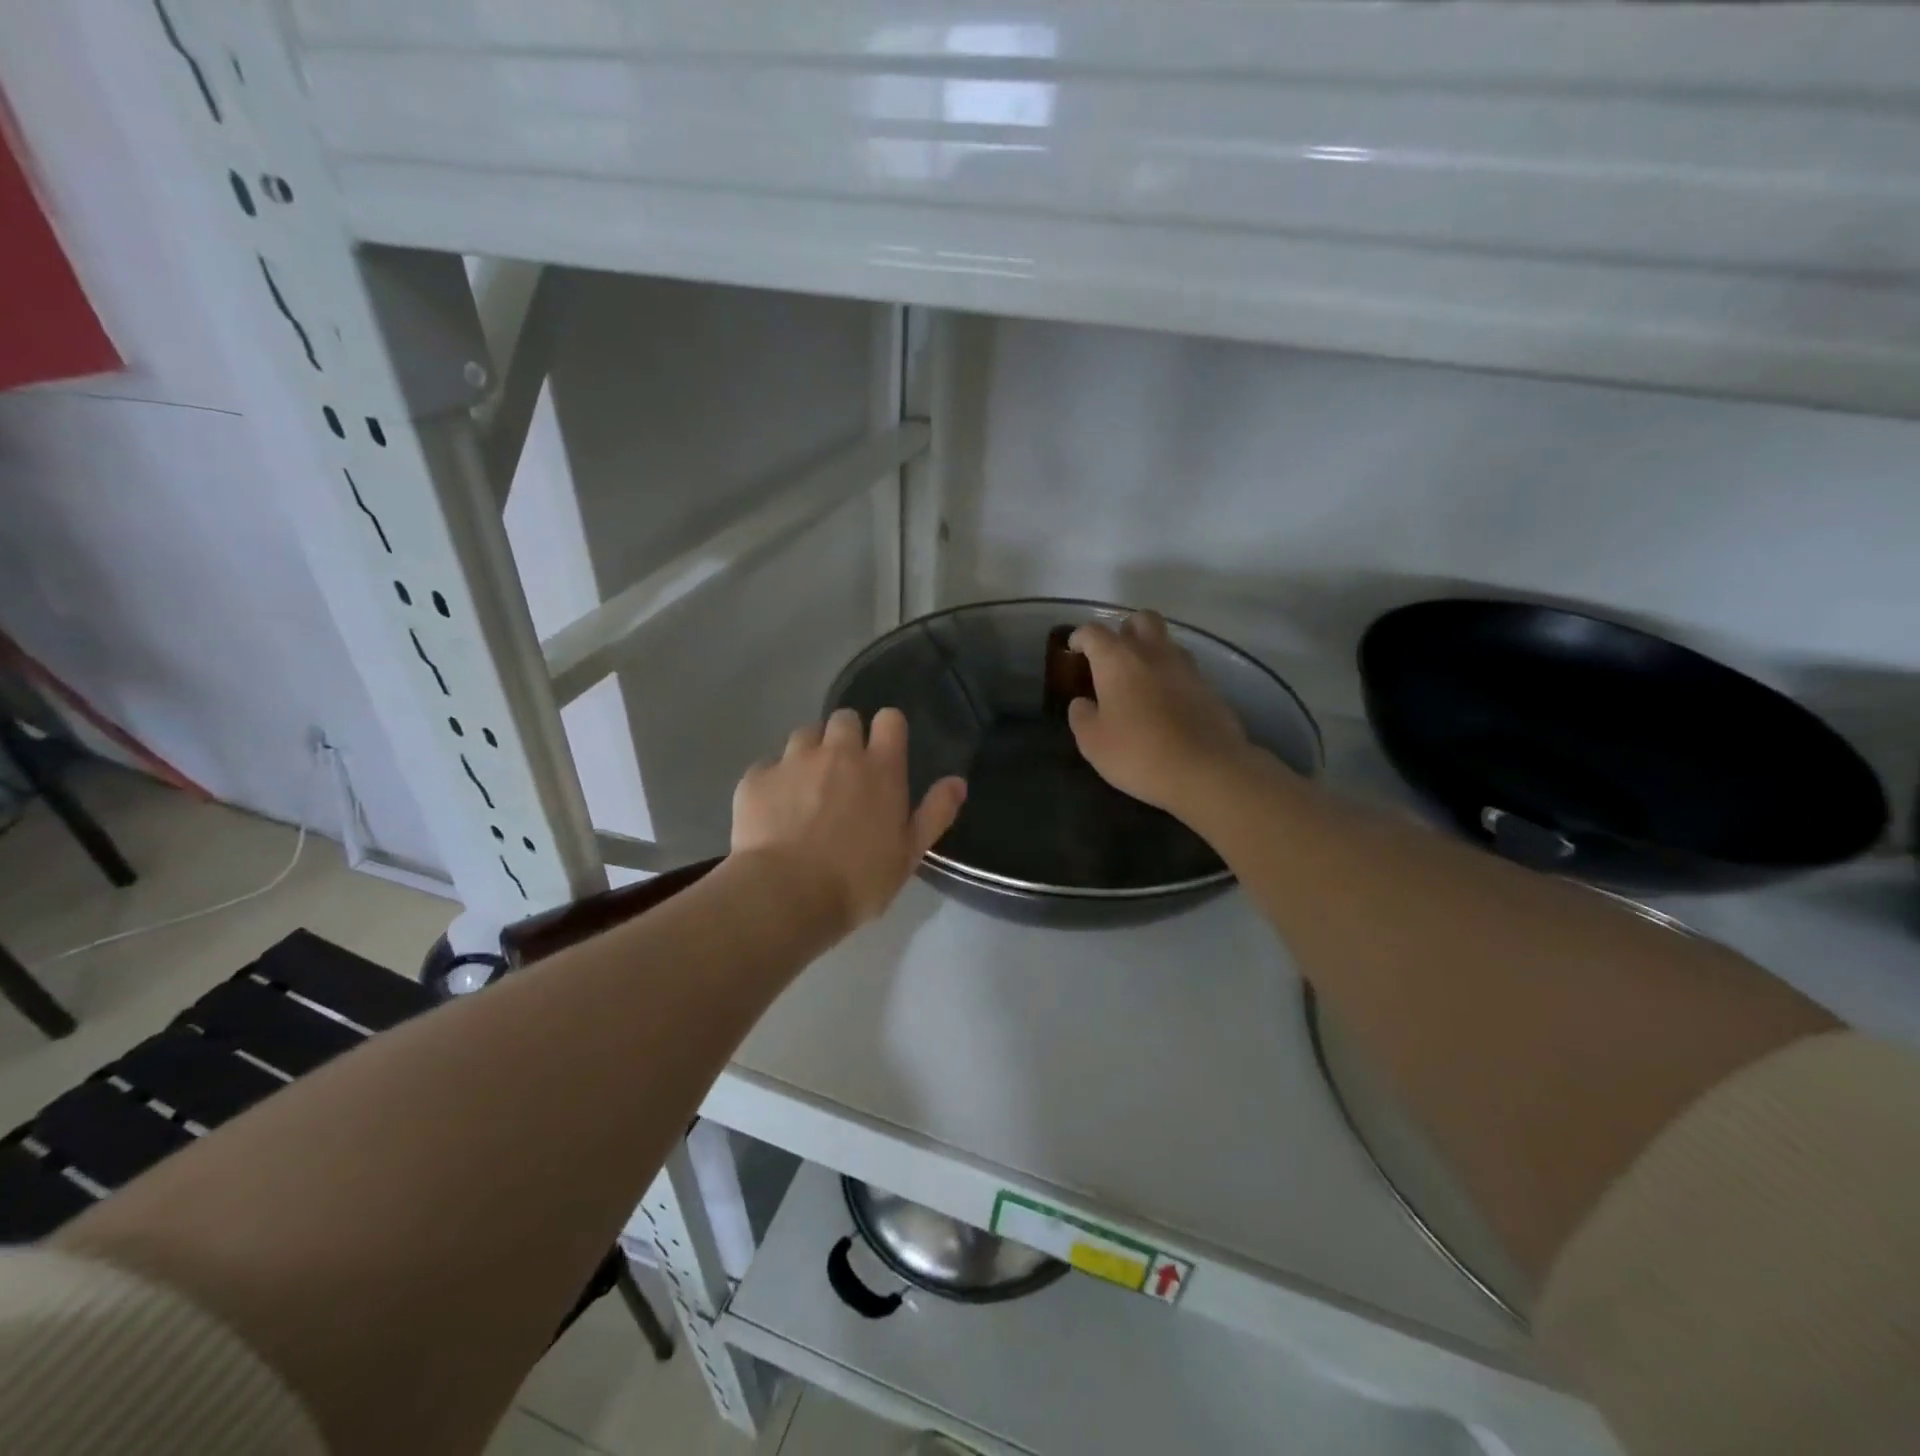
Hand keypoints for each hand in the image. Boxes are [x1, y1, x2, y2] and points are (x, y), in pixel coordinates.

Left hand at [732, 707, 966, 931]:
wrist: (786, 895)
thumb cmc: (858, 880)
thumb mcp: (910, 853)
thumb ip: (935, 812)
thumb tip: (957, 781)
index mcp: (880, 767)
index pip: (890, 719)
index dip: (888, 730)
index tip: (884, 751)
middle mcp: (837, 752)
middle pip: (844, 718)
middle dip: (846, 737)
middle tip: (844, 772)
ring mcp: (793, 761)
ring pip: (804, 734)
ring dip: (810, 752)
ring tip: (807, 787)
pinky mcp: (756, 778)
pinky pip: (769, 765)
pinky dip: (774, 780)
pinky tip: (774, 810)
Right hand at [1067, 612, 1255, 814]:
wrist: (1205, 770)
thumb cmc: (1138, 753)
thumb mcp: (1092, 742)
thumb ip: (1081, 716)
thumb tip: (1082, 703)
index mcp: (1118, 659)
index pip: (1094, 632)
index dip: (1080, 637)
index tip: (1074, 650)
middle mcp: (1153, 652)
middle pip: (1140, 620)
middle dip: (1125, 630)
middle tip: (1114, 656)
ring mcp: (1185, 667)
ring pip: (1166, 642)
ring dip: (1151, 652)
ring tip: (1140, 681)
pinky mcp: (1209, 687)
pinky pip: (1184, 670)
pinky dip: (1171, 677)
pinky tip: (1165, 703)